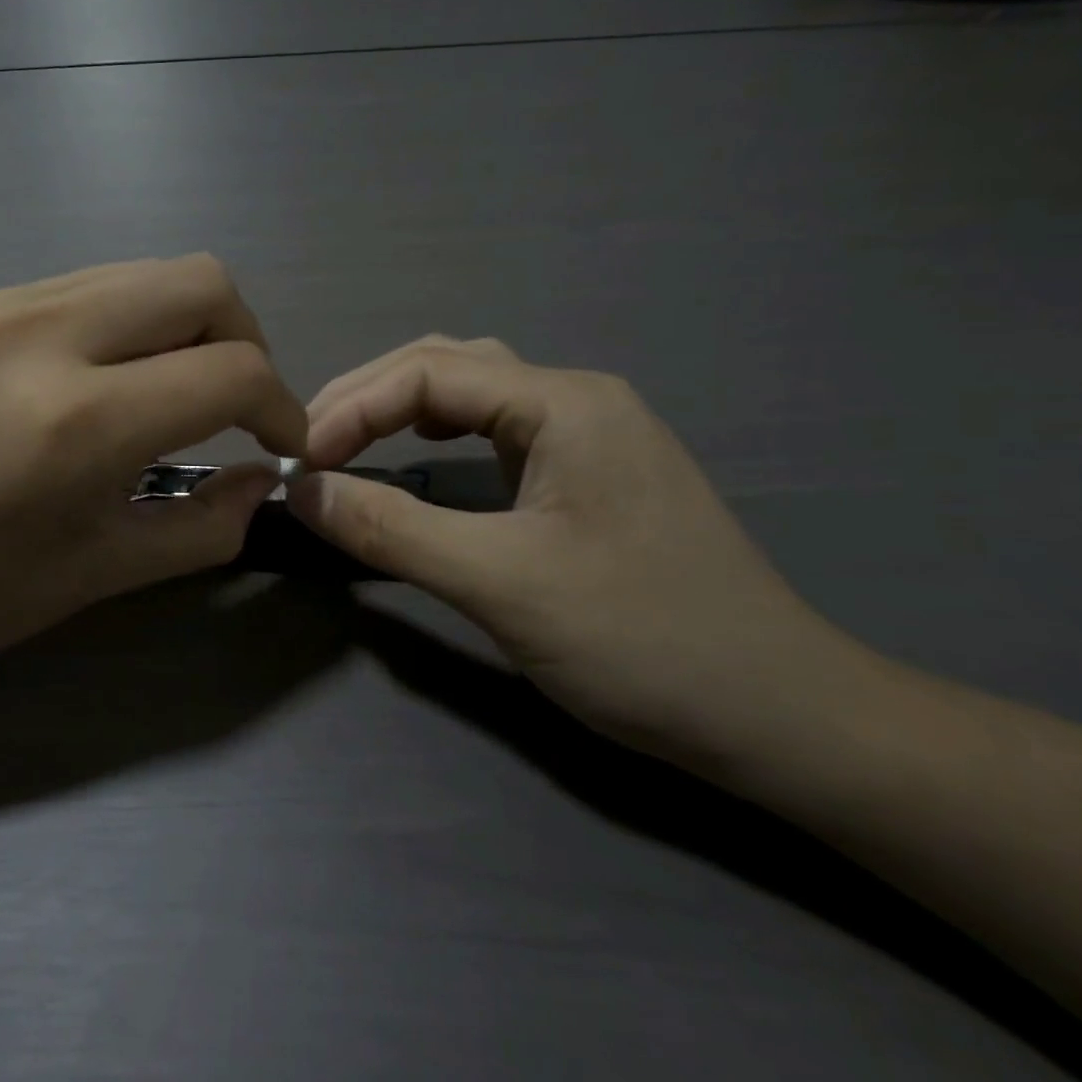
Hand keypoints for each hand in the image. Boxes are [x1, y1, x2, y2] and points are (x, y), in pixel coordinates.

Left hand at [0, 256, 306, 684]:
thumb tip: (265, 481)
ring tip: (172, 392)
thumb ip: (205, 526)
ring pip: (148, 272)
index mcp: (78, 421)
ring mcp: (4, 304)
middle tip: (233, 406)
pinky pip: (92, 285)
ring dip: (187, 326)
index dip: (280, 406)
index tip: (278, 445)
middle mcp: (46, 335)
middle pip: (203, 283)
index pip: (232, 371)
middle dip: (245, 342)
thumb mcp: (100, 574)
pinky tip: (106, 380)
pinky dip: (131, 322)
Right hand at [287, 338, 878, 768]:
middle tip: (310, 445)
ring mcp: (589, 433)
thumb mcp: (501, 584)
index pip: (428, 372)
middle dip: (369, 397)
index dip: (352, 408)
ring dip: (401, 408)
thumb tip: (302, 492)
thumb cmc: (643, 641)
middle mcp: (577, 398)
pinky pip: (497, 429)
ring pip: (473, 392)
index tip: (300, 461)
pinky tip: (422, 453)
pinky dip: (440, 432)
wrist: (781, 716)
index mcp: (564, 402)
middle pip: (448, 365)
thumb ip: (391, 529)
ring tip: (348, 440)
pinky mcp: (589, 472)